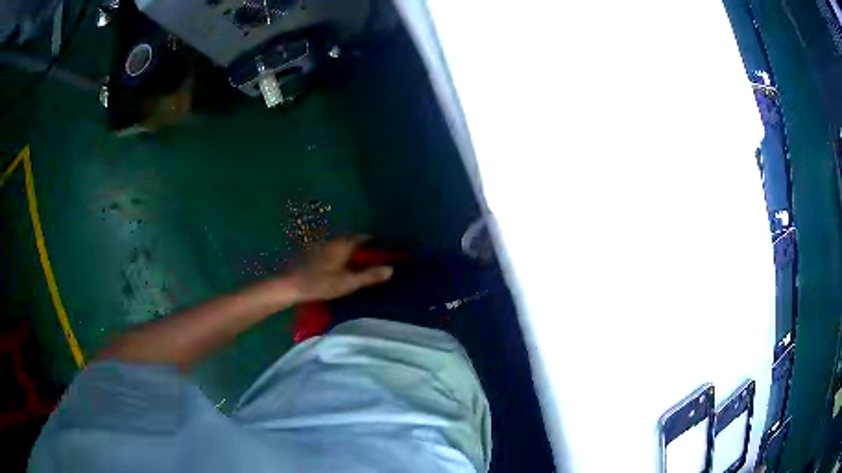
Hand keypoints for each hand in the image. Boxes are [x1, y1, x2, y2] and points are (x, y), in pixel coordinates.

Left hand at [290, 237, 392, 301]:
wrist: (293, 285)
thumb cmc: (321, 283)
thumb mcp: (348, 283)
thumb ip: (369, 276)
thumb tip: (391, 269)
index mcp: (344, 245)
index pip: (364, 237)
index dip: (376, 242)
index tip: (385, 251)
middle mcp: (335, 241)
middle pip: (354, 240)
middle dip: (366, 247)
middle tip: (376, 258)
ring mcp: (325, 247)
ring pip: (345, 245)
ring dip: (354, 251)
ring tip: (363, 263)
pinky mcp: (317, 254)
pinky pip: (337, 251)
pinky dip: (345, 256)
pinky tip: (345, 267)